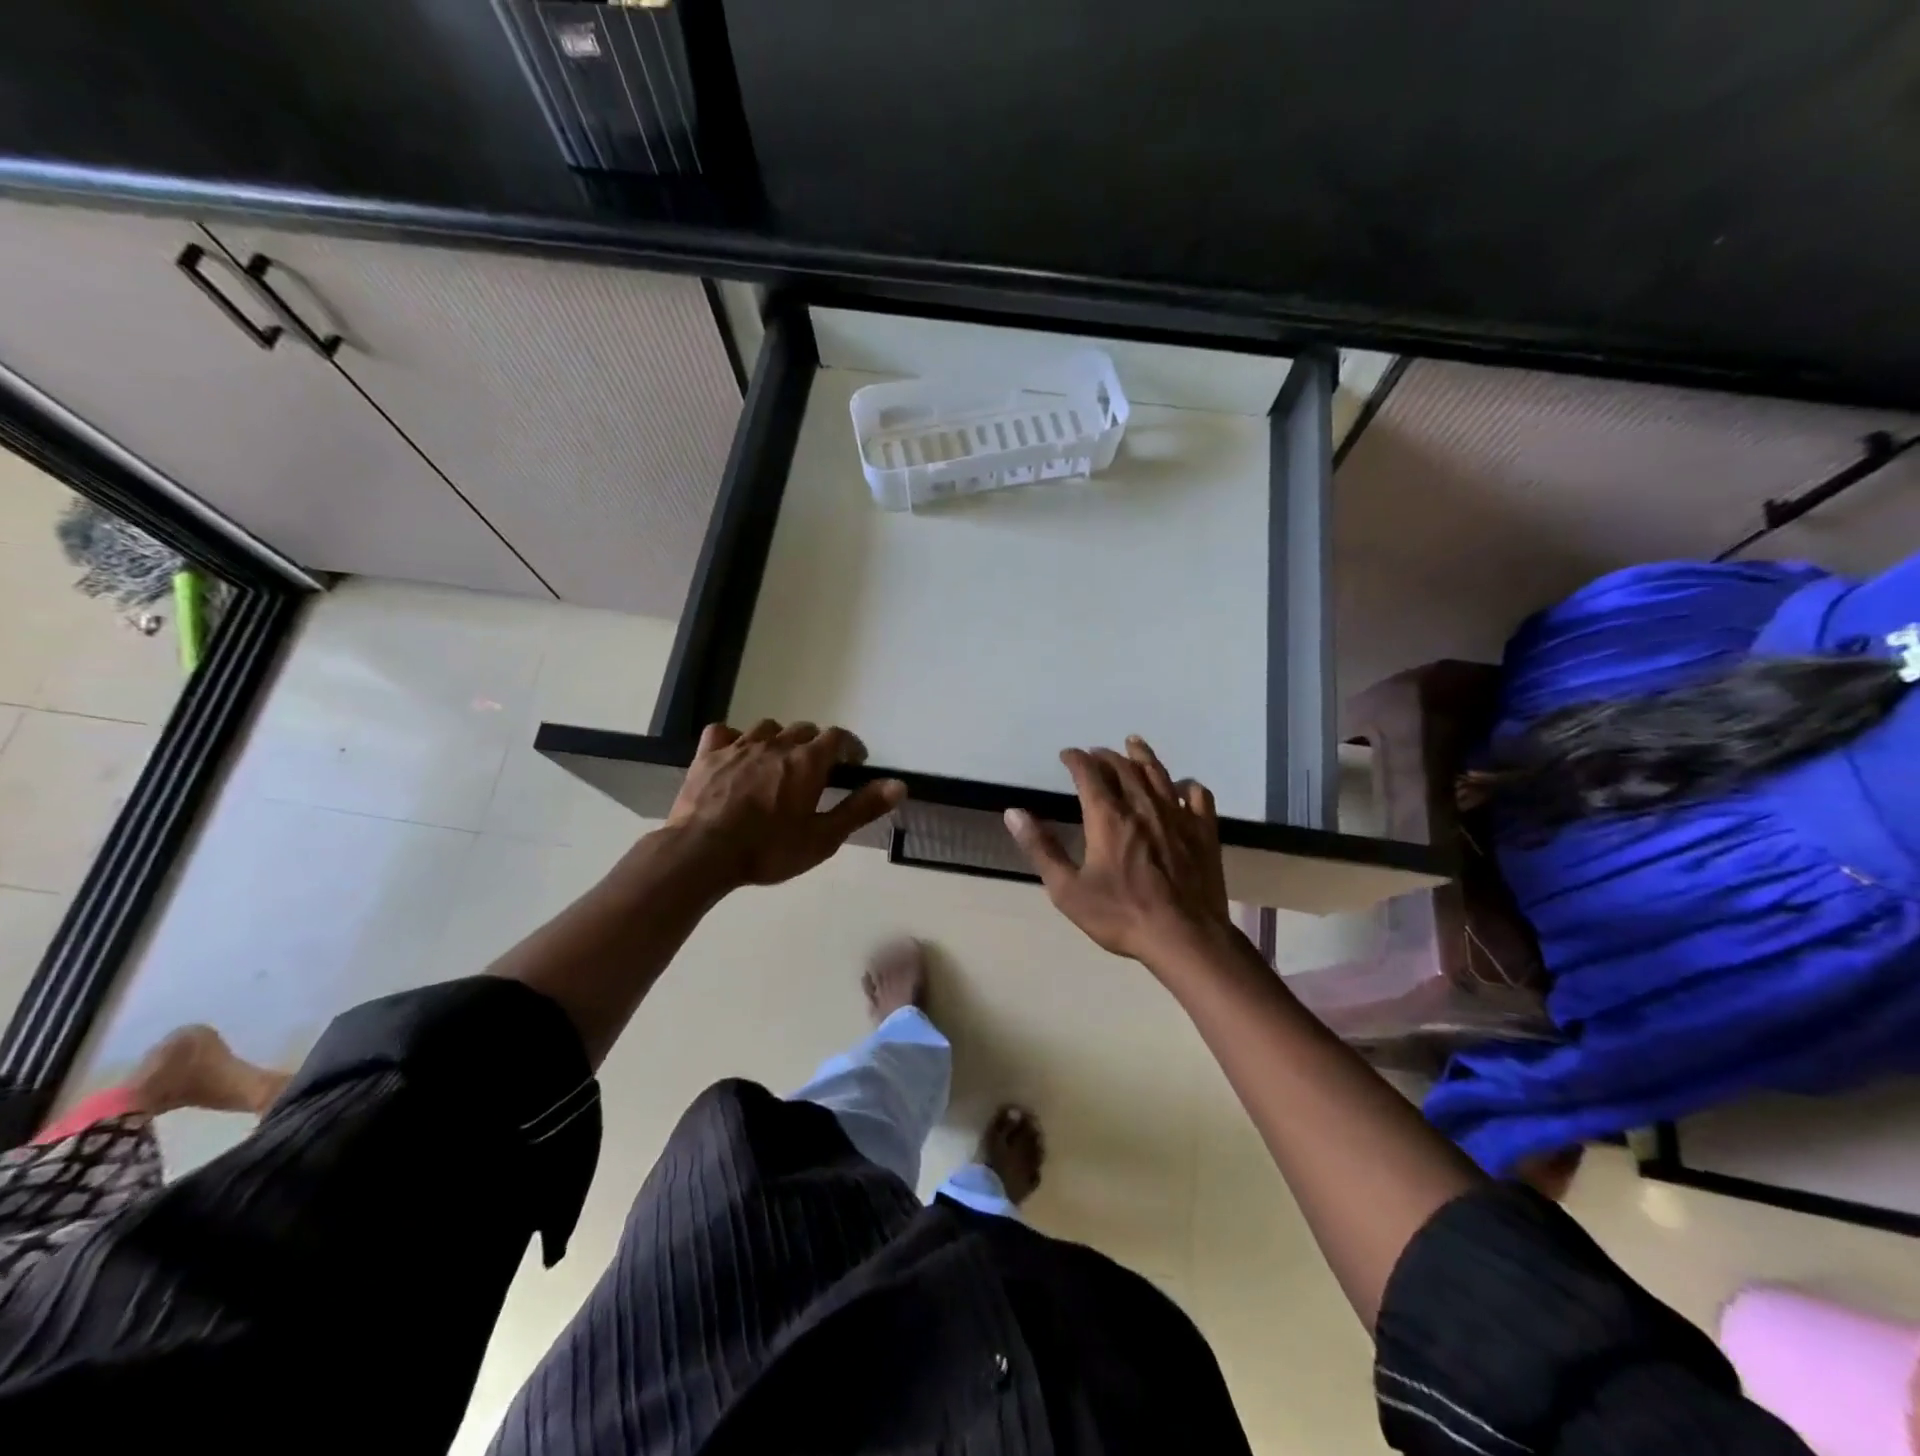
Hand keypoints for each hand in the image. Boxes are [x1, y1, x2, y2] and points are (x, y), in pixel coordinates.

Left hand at [666, 720, 905, 889]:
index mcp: (807, 762)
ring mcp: (739, 747)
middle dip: (816, 745)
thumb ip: (861, 808)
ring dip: (779, 740)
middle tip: (817, 771)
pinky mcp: (708, 756)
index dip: (850, 746)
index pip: (837, 737)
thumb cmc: (768, 849)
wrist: (702, 853)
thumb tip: (899, 785)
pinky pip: (724, 733)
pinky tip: (736, 755)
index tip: (854, 762)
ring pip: (767, 728)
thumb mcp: (823, 837)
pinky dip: (735, 739)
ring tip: (779, 762)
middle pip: (803, 729)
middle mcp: (776, 744)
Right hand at [1005, 735, 1232, 965]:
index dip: (1076, 759)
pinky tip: (1182, 787)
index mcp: (1108, 817)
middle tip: (1095, 753)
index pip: (1088, 774)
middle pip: (1124, 768)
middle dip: (1106, 756)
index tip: (1067, 754)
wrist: (1184, 937)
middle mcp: (1142, 806)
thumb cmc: (1121, 915)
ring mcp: (1178, 817)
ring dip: (1143, 756)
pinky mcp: (1204, 832)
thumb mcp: (1067, 890)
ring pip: (1159, 774)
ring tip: (1134, 743)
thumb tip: (1013, 813)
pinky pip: (1198, 797)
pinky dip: (1187, 785)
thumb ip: (1041, 848)